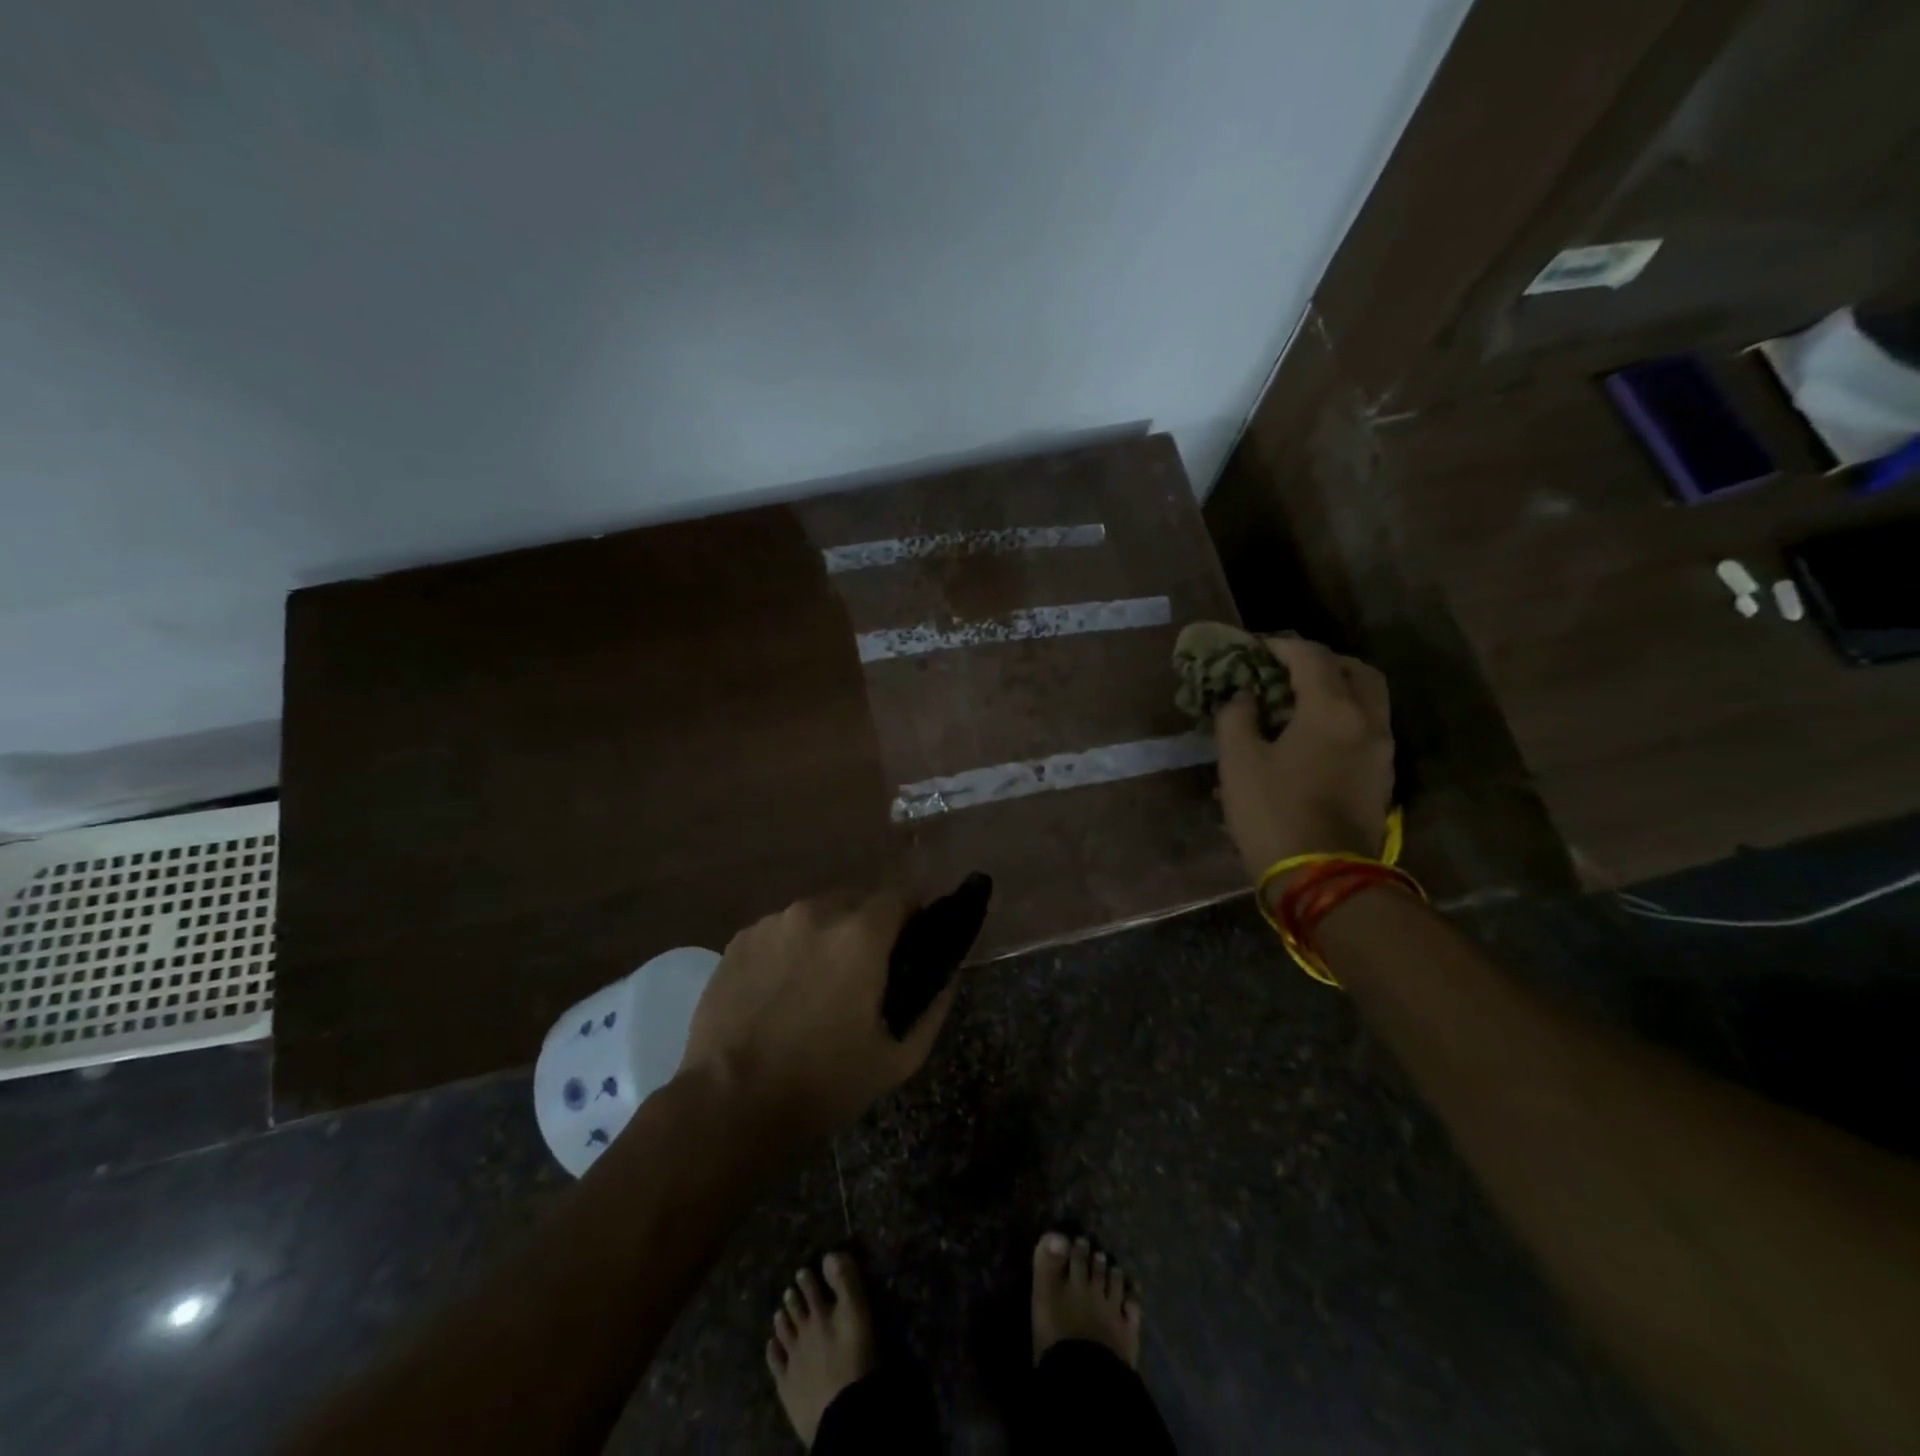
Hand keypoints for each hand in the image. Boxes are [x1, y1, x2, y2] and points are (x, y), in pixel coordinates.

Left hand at [678, 890, 952, 1141]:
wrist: (728, 1106)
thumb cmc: (823, 1083)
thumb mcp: (897, 1057)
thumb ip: (934, 1005)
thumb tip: (947, 973)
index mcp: (860, 934)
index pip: (901, 896)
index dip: (913, 917)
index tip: (914, 945)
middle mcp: (816, 912)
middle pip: (857, 901)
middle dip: (870, 927)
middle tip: (867, 973)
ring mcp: (772, 923)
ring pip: (816, 915)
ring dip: (828, 937)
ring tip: (819, 984)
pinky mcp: (738, 940)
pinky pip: (780, 932)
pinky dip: (791, 949)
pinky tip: (781, 991)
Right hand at [1215, 637, 1394, 882]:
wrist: (1323, 878)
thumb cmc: (1274, 813)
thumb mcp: (1238, 762)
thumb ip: (1237, 717)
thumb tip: (1243, 697)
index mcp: (1333, 710)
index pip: (1311, 657)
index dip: (1280, 646)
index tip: (1253, 648)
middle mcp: (1367, 722)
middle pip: (1356, 670)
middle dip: (1321, 662)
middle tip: (1286, 670)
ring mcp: (1381, 752)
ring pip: (1368, 700)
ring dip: (1336, 689)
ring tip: (1295, 702)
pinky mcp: (1381, 778)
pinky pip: (1365, 729)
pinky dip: (1341, 717)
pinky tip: (1309, 737)